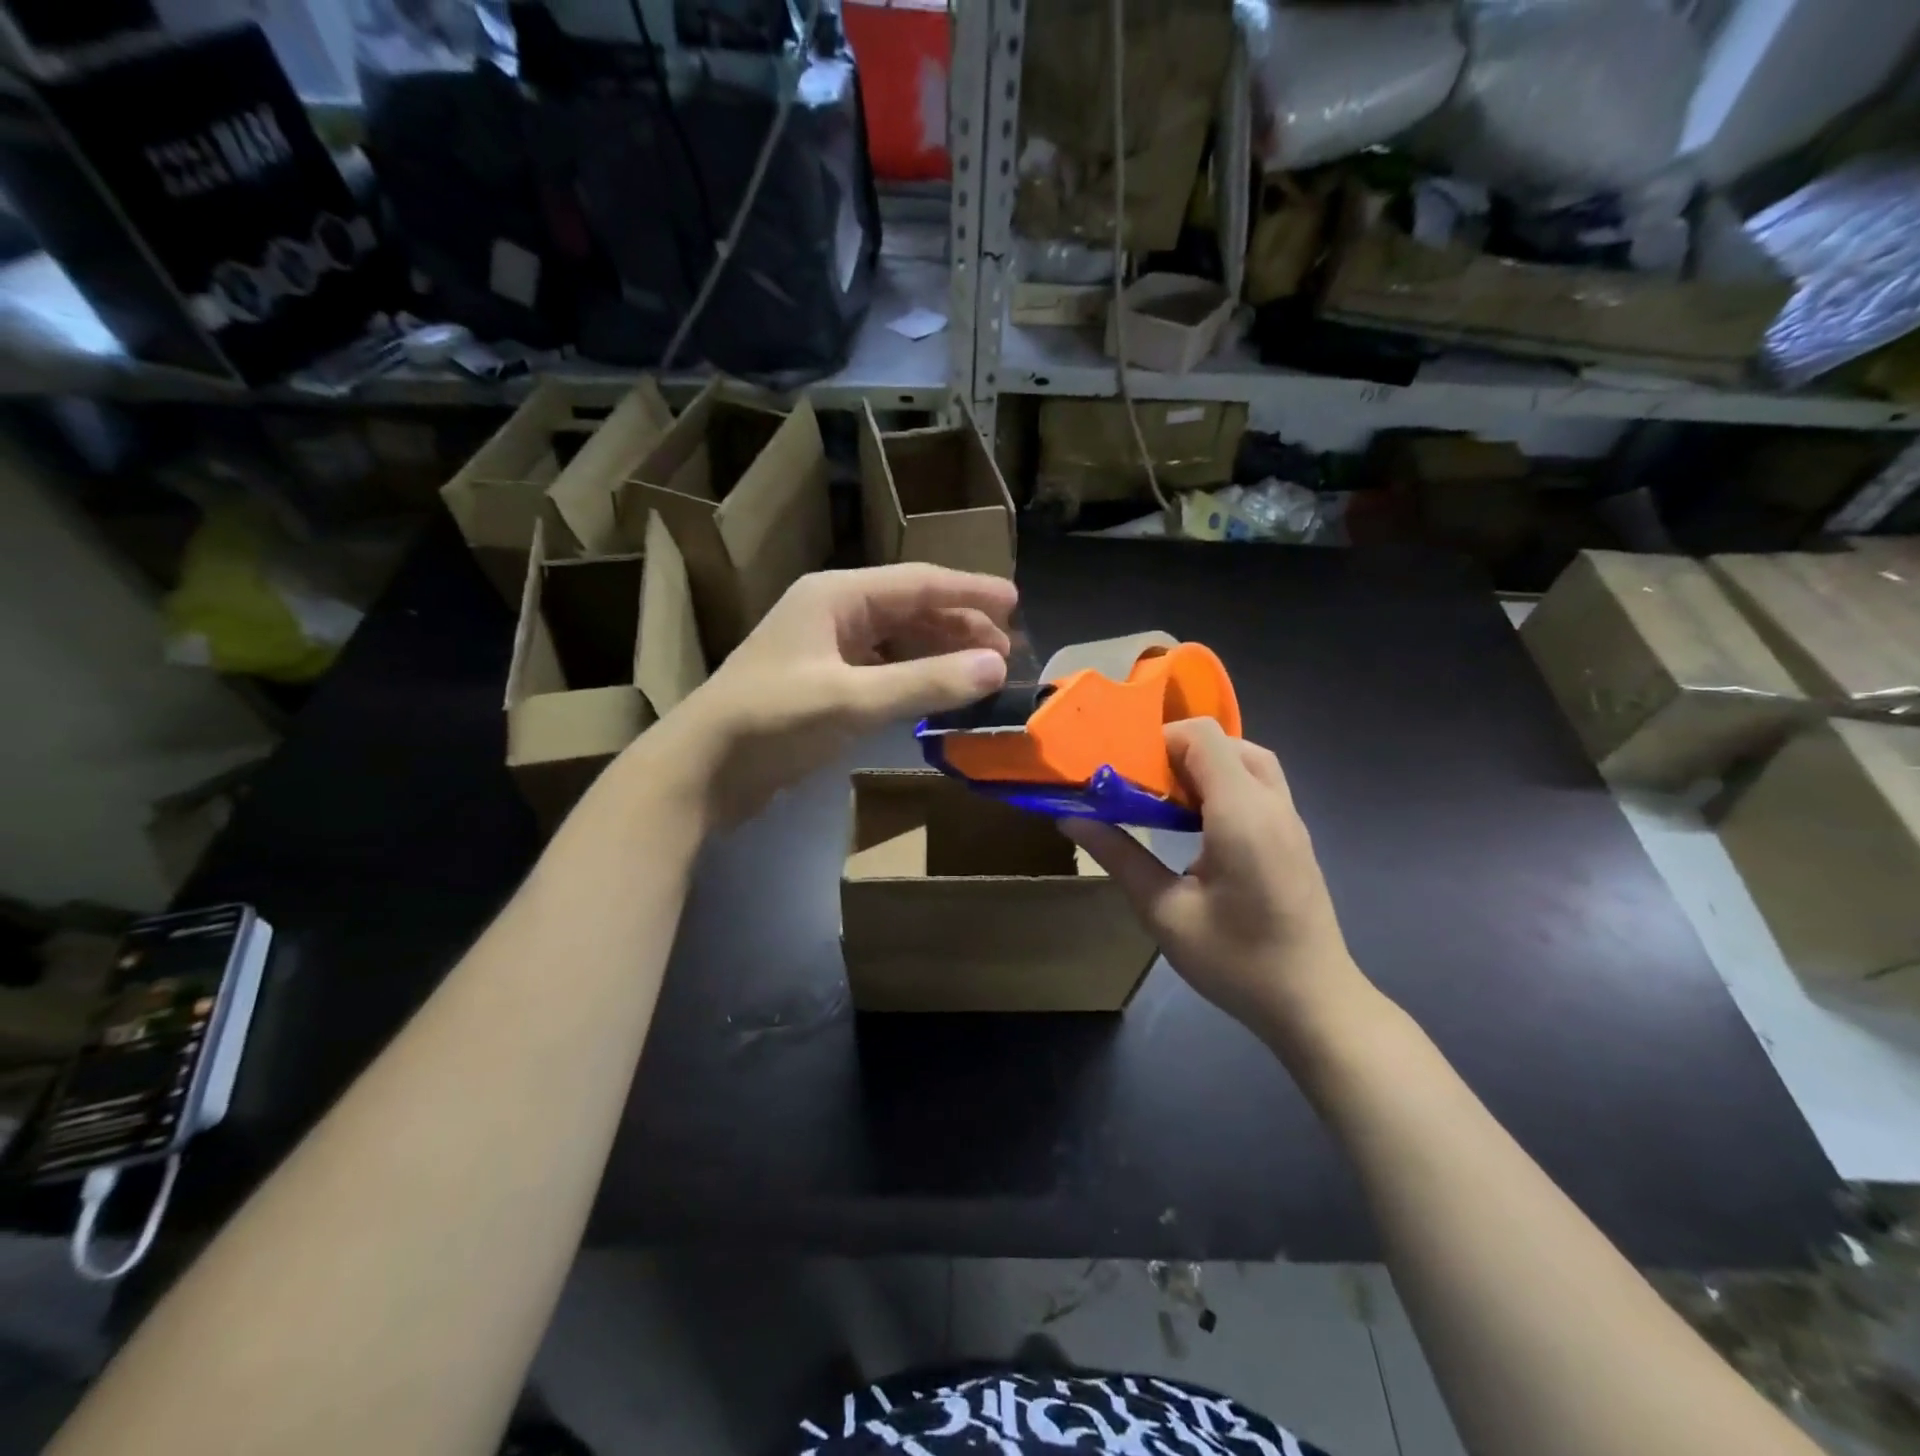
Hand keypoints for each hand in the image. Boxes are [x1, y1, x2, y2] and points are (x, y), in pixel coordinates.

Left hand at [658, 564, 1016, 824]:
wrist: (701, 770)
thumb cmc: (771, 722)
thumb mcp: (852, 700)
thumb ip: (926, 683)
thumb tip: (997, 667)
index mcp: (836, 596)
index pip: (918, 582)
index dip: (970, 591)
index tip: (1016, 603)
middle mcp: (833, 612)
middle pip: (911, 609)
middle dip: (960, 627)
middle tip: (1007, 654)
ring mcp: (826, 648)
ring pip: (898, 640)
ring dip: (940, 653)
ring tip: (982, 673)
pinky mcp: (823, 683)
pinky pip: (882, 669)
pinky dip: (914, 678)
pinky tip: (937, 694)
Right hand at [1064, 719, 1366, 1045]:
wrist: (1314, 1004)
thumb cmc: (1237, 961)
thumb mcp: (1165, 912)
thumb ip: (1120, 856)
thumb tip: (1072, 818)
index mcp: (1241, 813)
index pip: (1203, 736)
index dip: (1159, 739)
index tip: (1125, 770)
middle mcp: (1272, 804)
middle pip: (1226, 742)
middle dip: (1178, 752)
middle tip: (1142, 787)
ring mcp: (1290, 820)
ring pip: (1248, 761)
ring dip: (1205, 767)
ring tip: (1168, 803)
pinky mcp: (1295, 837)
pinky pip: (1259, 786)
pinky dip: (1225, 785)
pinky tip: (1199, 827)